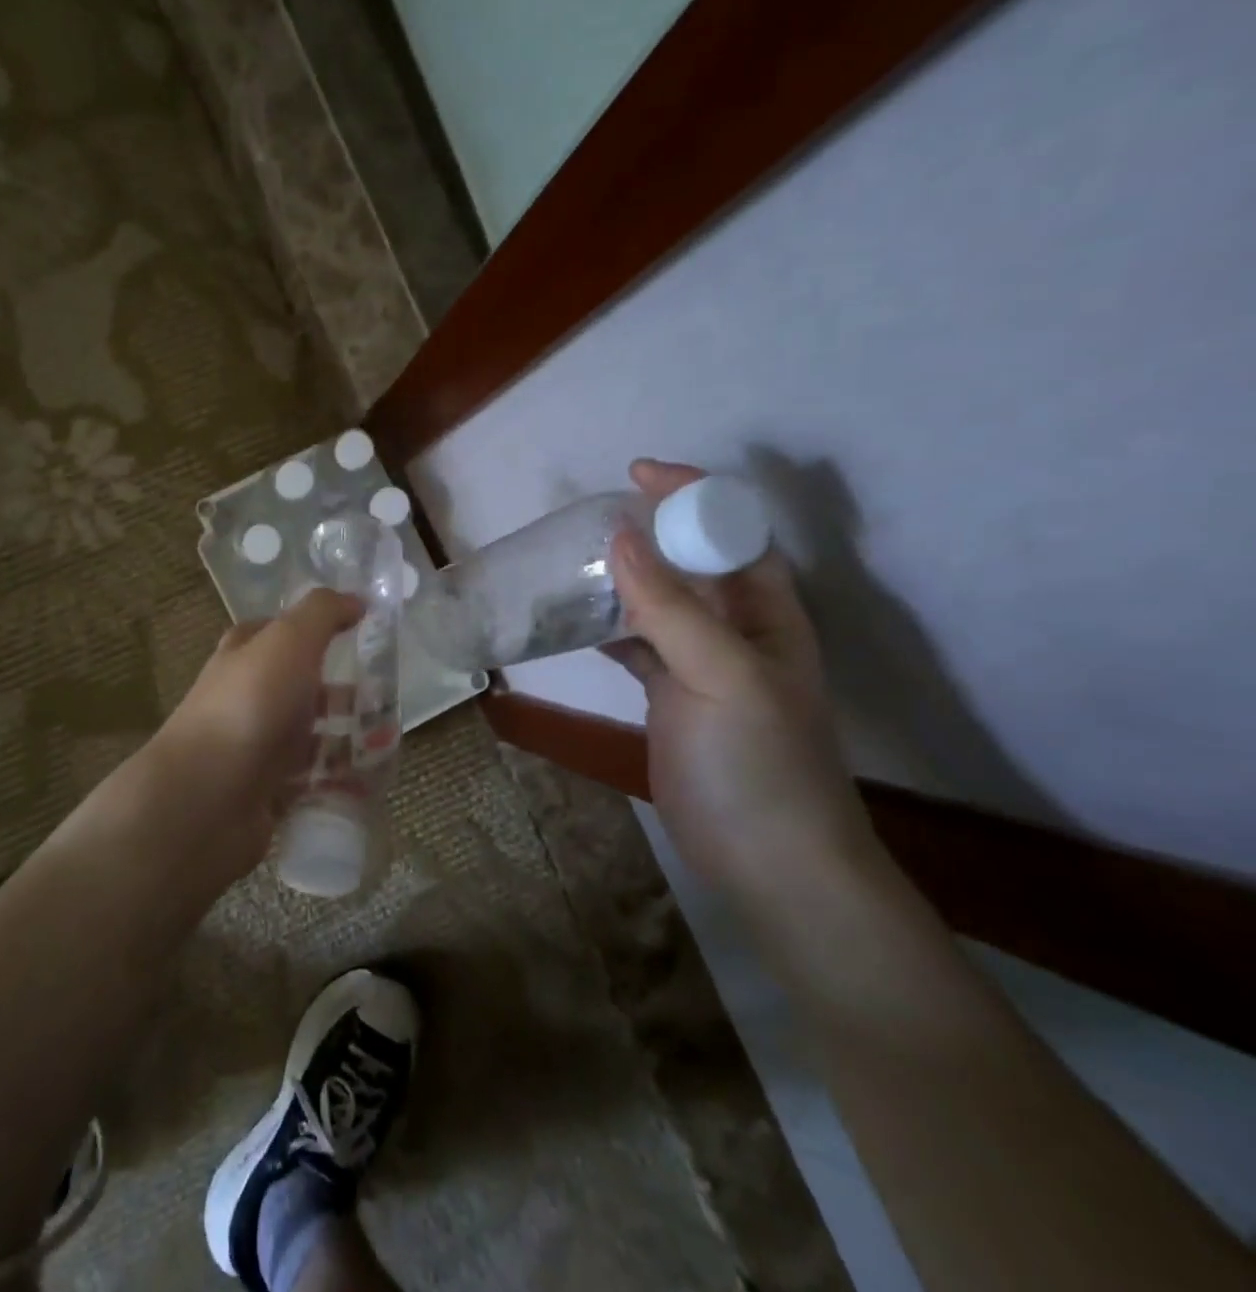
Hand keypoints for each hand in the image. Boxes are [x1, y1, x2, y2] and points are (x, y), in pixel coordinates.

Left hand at [140, 588, 363, 885]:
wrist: (206, 796)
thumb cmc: (250, 705)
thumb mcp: (289, 640)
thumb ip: (322, 614)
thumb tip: (356, 599)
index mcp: (245, 656)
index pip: (277, 633)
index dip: (314, 630)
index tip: (359, 634)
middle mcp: (247, 698)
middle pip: (301, 689)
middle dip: (343, 694)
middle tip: (388, 701)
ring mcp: (255, 747)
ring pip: (309, 738)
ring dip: (347, 740)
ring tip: (389, 745)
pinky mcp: (266, 792)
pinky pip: (311, 783)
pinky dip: (339, 783)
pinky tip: (369, 785)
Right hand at [605, 460, 876, 912]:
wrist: (766, 863)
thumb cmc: (756, 763)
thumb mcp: (720, 676)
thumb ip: (671, 606)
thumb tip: (620, 535)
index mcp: (767, 612)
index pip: (732, 532)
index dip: (691, 496)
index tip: (635, 474)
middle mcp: (737, 629)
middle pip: (692, 561)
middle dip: (649, 530)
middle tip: (589, 517)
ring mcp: (702, 665)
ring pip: (659, 601)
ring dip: (622, 577)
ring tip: (570, 559)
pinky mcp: (672, 696)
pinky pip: (637, 643)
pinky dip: (607, 626)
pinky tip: (573, 620)